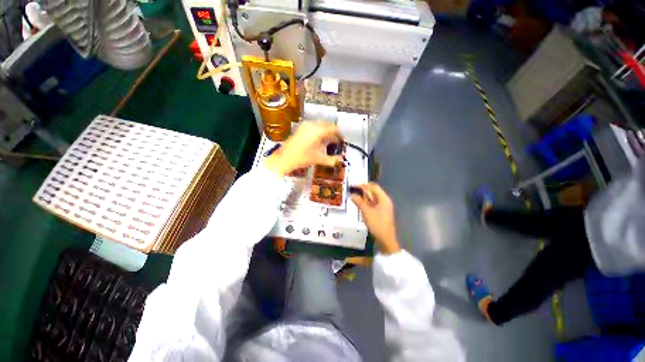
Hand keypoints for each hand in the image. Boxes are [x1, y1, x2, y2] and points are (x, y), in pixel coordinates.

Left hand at [265, 122, 342, 175]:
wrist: (284, 159)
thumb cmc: (302, 158)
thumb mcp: (318, 159)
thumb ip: (331, 160)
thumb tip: (340, 160)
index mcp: (318, 131)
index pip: (333, 128)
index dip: (339, 133)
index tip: (343, 138)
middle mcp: (312, 125)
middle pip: (327, 124)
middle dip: (333, 131)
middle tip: (337, 140)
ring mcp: (305, 126)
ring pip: (319, 125)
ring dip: (326, 131)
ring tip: (329, 141)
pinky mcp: (300, 129)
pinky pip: (313, 126)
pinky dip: (318, 131)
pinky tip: (319, 140)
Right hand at [350, 183, 400, 254]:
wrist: (386, 239)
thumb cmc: (377, 224)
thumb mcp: (367, 212)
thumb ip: (359, 202)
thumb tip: (352, 195)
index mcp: (384, 199)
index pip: (374, 187)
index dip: (364, 185)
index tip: (355, 185)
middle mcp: (384, 201)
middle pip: (374, 192)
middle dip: (363, 191)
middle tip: (353, 191)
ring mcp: (383, 207)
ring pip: (373, 199)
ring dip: (364, 197)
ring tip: (354, 197)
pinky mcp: (381, 213)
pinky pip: (373, 204)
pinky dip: (366, 203)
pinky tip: (360, 205)